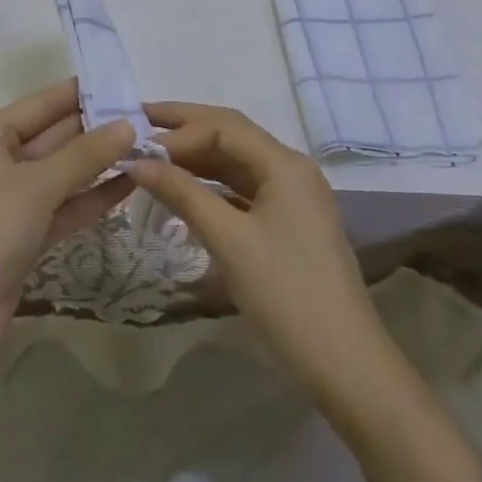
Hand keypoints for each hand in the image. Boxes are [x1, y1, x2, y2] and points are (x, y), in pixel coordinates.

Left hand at [0, 81, 136, 374]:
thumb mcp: (35, 186)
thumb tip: (127, 124)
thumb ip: (84, 155)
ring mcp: (14, 202)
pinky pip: (65, 207)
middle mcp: (0, 162)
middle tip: (147, 118)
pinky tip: (130, 185)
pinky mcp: (27, 236)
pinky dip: (93, 198)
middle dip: (97, 128)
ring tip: (148, 147)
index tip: (124, 82)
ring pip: (64, 173)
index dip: (80, 92)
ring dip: (100, 164)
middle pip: (55, 137)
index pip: (42, 104)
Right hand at [127, 103, 383, 400]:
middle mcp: (291, 170)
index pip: (223, 127)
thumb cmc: (285, 293)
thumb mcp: (228, 240)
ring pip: (237, 161)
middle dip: (186, 126)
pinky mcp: (288, 223)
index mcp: (285, 164)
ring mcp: (292, 197)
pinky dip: (212, 184)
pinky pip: (243, 188)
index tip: (139, 147)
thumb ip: (182, 193)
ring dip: (197, 155)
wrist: (344, 364)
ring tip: (154, 152)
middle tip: (141, 117)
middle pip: (232, 134)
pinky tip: (185, 189)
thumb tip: (137, 162)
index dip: (179, 131)